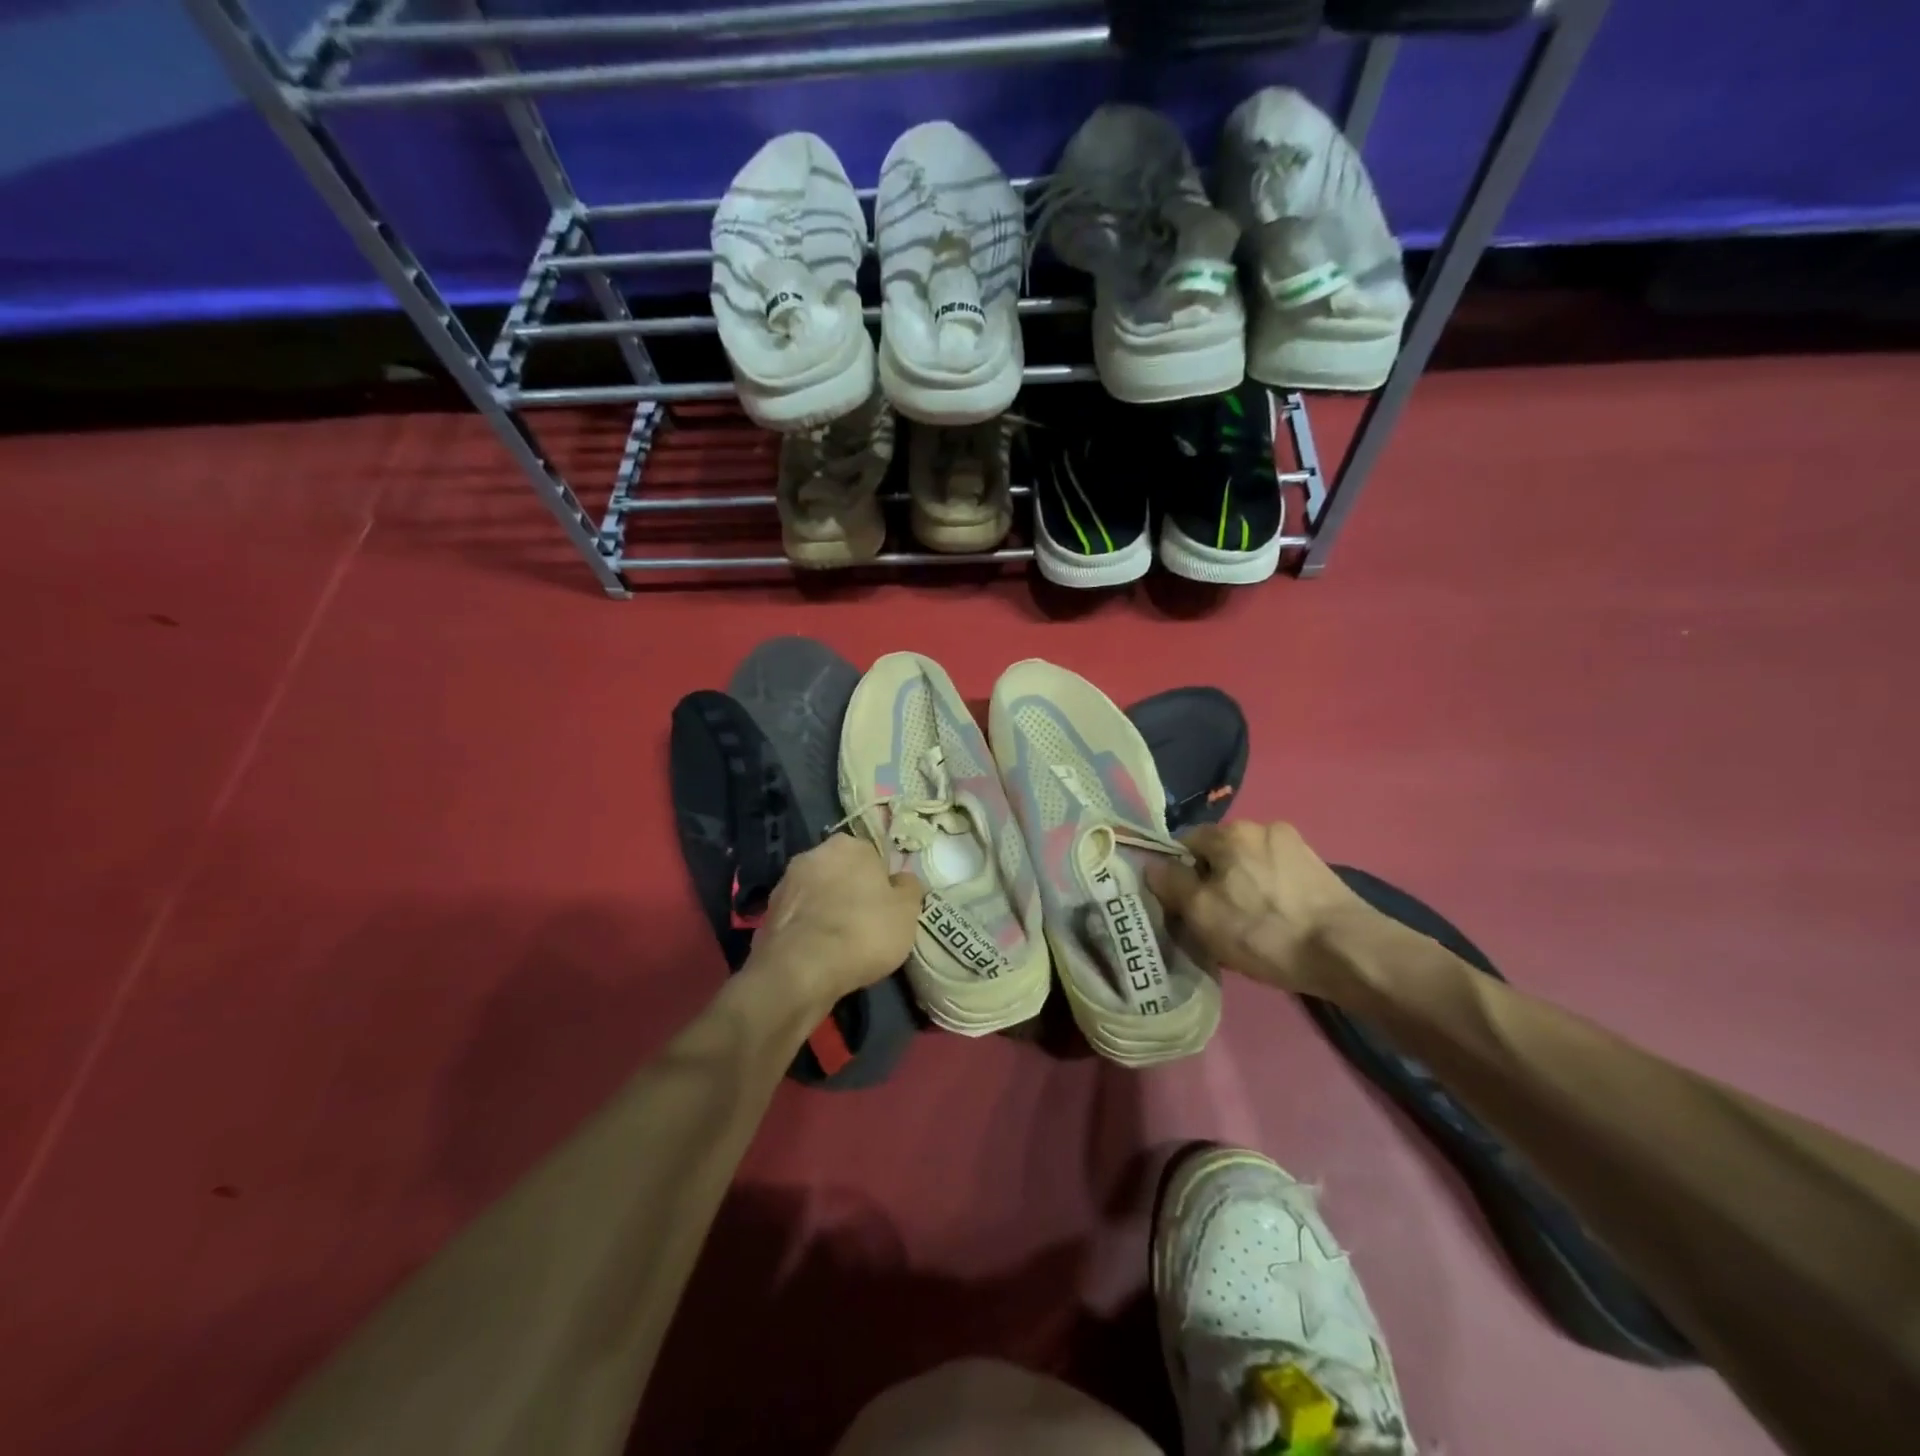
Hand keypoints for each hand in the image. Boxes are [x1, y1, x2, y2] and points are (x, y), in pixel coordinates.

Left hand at [745, 835, 923, 1014]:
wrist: (801, 970)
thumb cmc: (864, 931)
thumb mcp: (907, 911)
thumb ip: (909, 888)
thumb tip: (903, 879)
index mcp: (848, 845)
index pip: (872, 857)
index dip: (882, 883)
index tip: (887, 907)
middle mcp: (812, 855)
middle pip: (841, 873)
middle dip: (851, 893)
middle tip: (867, 925)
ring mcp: (785, 884)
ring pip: (817, 896)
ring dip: (827, 911)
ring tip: (842, 945)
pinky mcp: (767, 915)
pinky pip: (799, 920)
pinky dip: (808, 932)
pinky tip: (819, 956)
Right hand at [1146, 822, 1367, 996]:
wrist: (1349, 953)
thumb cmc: (1264, 930)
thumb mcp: (1202, 913)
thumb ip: (1171, 884)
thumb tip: (1152, 864)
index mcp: (1231, 832)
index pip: (1186, 842)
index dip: (1178, 873)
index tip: (1182, 905)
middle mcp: (1264, 827)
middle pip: (1221, 854)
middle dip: (1212, 881)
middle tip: (1213, 921)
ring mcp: (1297, 847)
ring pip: (1251, 867)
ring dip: (1243, 889)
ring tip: (1248, 928)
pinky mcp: (1321, 871)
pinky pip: (1278, 879)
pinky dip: (1270, 897)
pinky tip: (1276, 926)